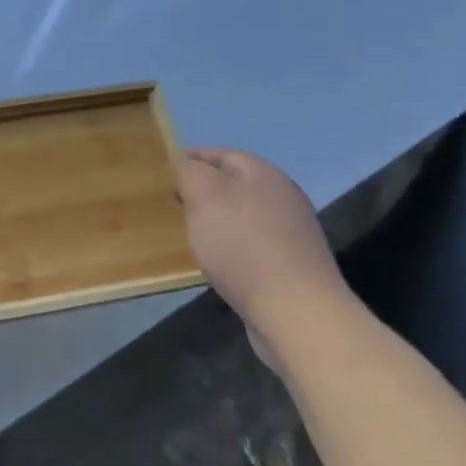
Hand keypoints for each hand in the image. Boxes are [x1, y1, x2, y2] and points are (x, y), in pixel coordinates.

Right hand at [175, 148, 350, 363]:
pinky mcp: (294, 264)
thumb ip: (191, 173)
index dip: (194, 158)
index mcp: (264, 174)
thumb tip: (190, 170)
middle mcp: (283, 197)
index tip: (169, 170)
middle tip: (178, 202)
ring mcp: (293, 232)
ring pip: (246, 213)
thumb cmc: (242, 245)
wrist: (296, 312)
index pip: (223, 154)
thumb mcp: (204, 196)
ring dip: (220, 218)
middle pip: (237, 183)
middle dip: (207, 189)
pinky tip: (221, 260)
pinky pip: (255, 241)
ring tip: (195, 232)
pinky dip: (234, 243)